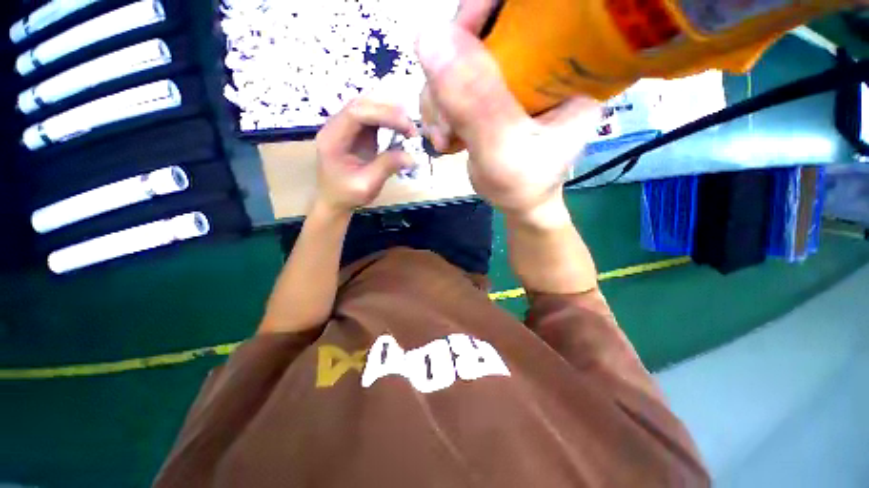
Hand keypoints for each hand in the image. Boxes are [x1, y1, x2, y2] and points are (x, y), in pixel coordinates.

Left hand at [314, 97, 416, 214]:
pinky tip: (400, 128)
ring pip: (367, 107)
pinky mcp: (355, 133)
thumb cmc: (347, 195)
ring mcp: (345, 127)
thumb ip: (387, 167)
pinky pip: (371, 118)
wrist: (334, 201)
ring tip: (409, 126)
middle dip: (389, 111)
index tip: (406, 126)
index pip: (356, 113)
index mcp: (333, 138)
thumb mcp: (367, 185)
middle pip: (361, 104)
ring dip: (389, 113)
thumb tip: (412, 157)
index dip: (383, 114)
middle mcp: (336, 126)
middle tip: (411, 126)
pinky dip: (387, 120)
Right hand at [415, 1, 599, 220]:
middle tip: (443, 123)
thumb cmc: (524, 184)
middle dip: (447, 77)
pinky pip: (451, 85)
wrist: (520, 204)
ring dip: (438, 100)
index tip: (447, 51)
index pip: (525, 9)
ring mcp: (511, 78)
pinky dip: (439, 109)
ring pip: (456, 62)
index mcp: (566, 62)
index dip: (480, 15)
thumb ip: (475, 102)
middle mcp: (539, 61)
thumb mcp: (504, 149)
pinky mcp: (490, 94)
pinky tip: (444, 137)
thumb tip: (429, 36)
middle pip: (479, 34)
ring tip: (443, 139)